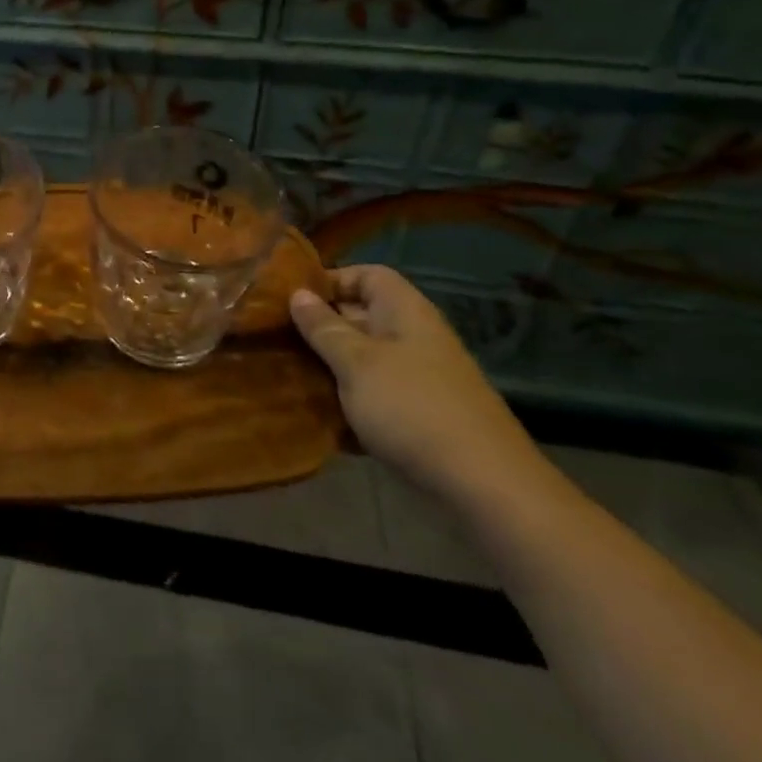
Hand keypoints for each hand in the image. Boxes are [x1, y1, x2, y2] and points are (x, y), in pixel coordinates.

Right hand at [290, 265, 546, 505]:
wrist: (484, 487)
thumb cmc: (412, 408)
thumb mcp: (356, 363)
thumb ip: (324, 328)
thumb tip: (297, 294)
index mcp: (405, 311)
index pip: (367, 275)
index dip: (330, 280)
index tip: (291, 300)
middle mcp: (414, 337)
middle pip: (361, 317)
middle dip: (320, 327)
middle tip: (277, 339)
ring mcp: (419, 378)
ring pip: (363, 360)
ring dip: (330, 368)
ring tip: (289, 376)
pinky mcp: (418, 416)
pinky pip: (375, 396)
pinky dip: (349, 403)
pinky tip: (319, 418)